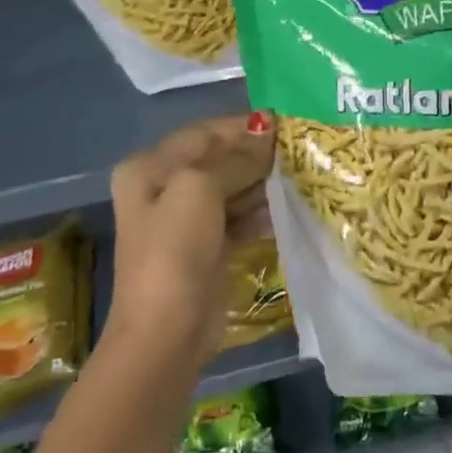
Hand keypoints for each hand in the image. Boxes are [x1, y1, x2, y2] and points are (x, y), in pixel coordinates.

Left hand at [106, 111, 275, 360]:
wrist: (167, 330)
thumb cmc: (175, 251)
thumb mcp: (199, 191)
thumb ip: (235, 160)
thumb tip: (266, 133)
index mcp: (149, 168)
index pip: (202, 133)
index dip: (241, 126)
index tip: (284, 122)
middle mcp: (164, 189)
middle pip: (218, 159)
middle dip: (256, 153)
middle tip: (300, 148)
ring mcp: (186, 220)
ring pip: (232, 188)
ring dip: (263, 181)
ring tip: (302, 173)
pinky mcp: (208, 246)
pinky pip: (239, 217)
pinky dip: (261, 211)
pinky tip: (290, 206)